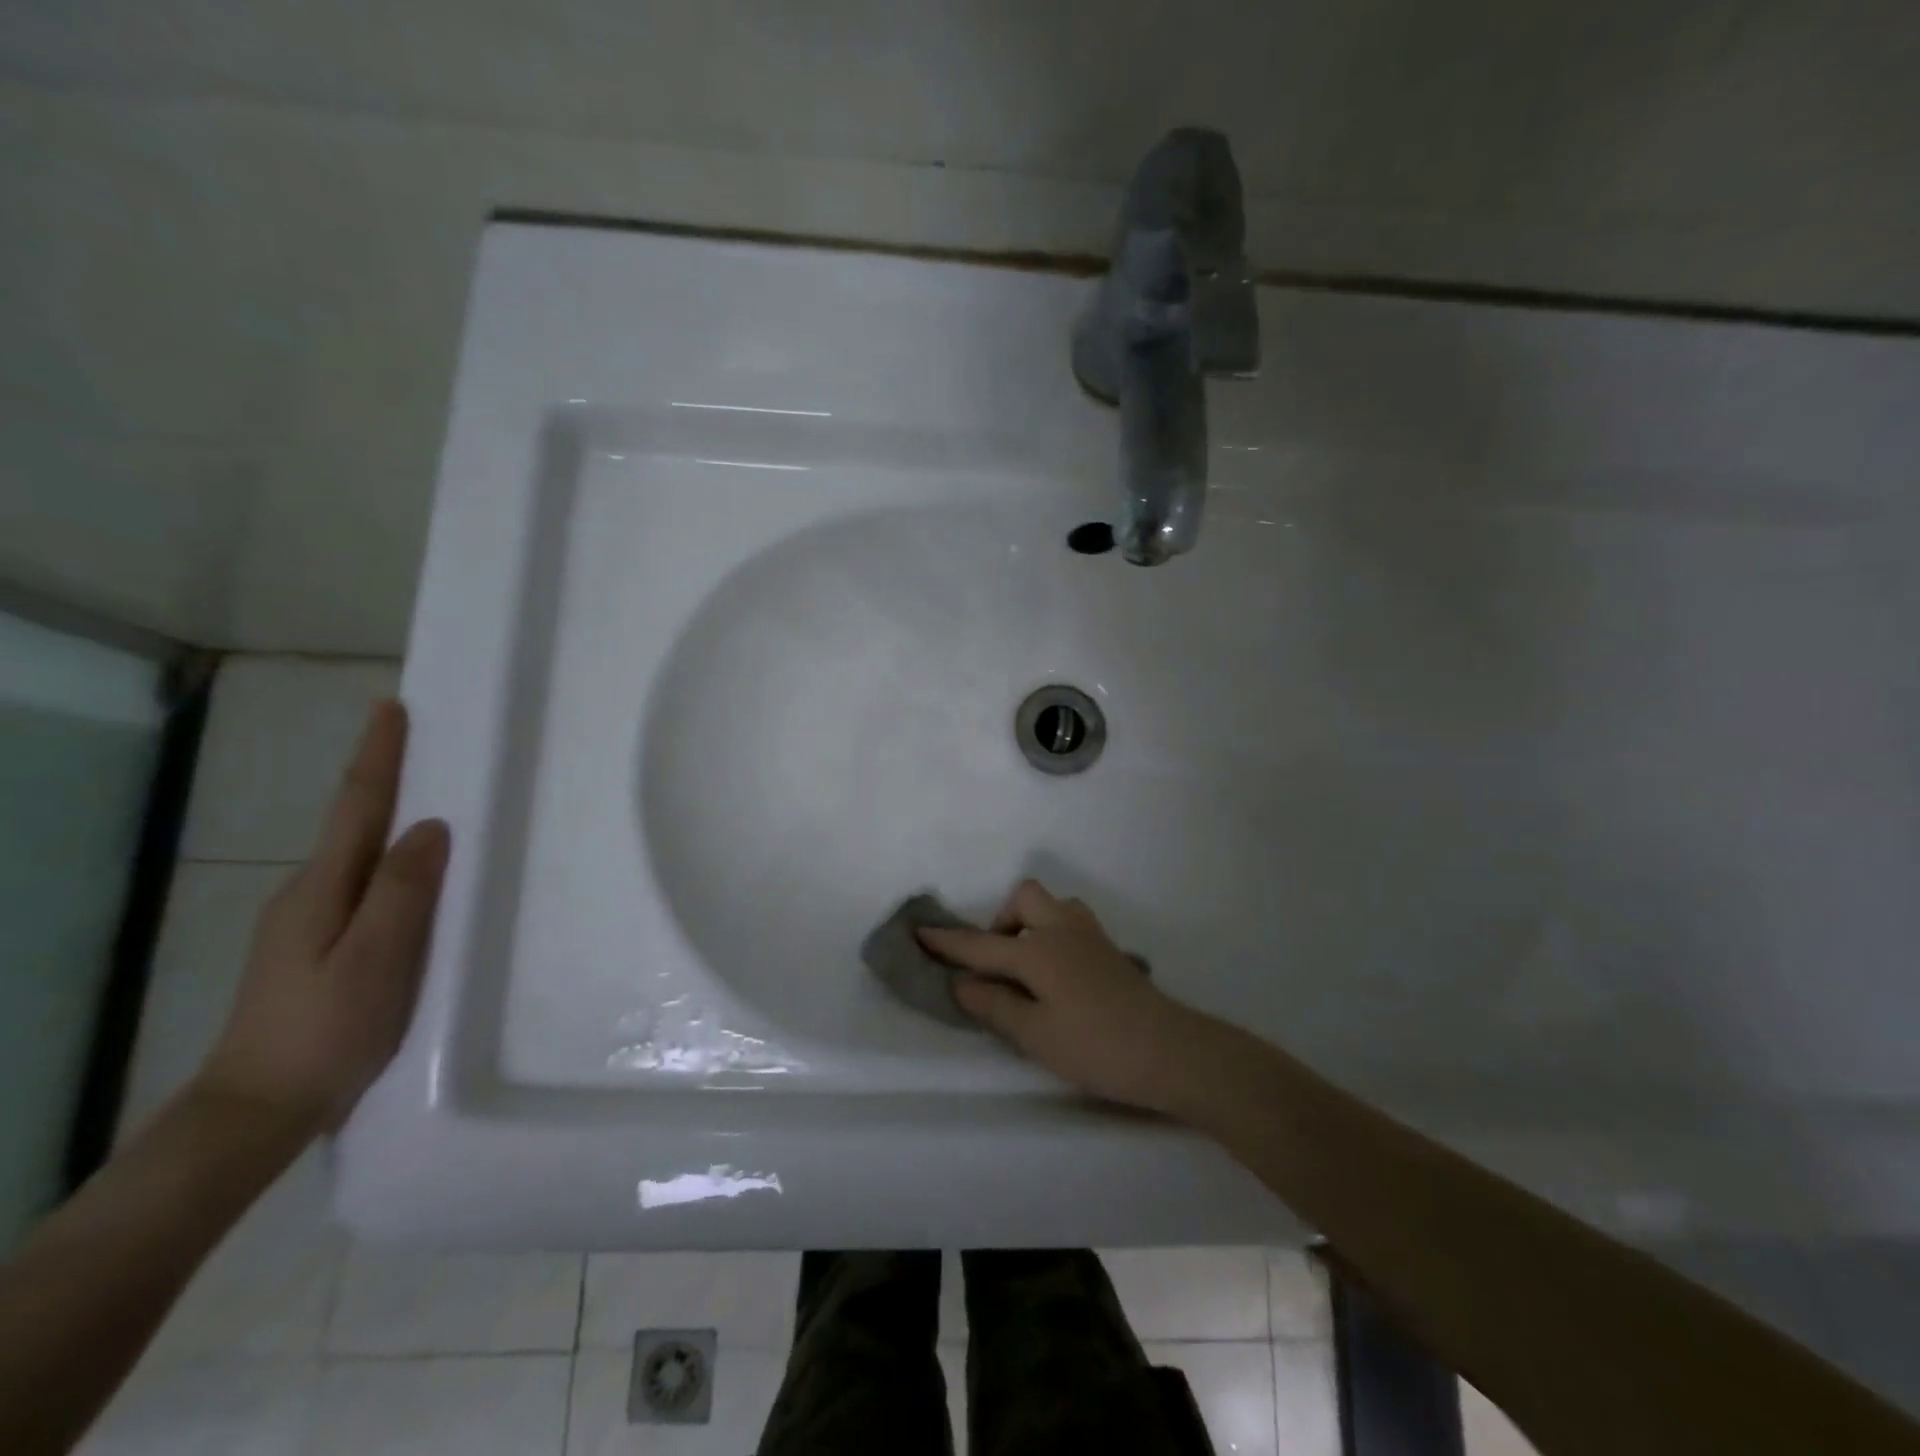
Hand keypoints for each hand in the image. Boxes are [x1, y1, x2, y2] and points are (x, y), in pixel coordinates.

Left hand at [196, 701, 448, 1134]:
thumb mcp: (377, 957)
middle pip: (353, 822)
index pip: (356, 805)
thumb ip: (404, 889)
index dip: (376, 755)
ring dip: (389, 818)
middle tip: (422, 744)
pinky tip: (413, 875)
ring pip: (358, 855)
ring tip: (432, 800)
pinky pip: (362, 886)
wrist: (258, 1110)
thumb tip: (430, 825)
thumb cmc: (329, 1030)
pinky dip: (389, 861)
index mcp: (323, 887)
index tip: (390, 708)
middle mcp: (308, 892)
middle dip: (384, 777)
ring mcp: (305, 923)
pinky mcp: (316, 948)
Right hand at [917, 880, 1216, 1113]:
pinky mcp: (1111, 951)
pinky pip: (1072, 923)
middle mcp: (1063, 930)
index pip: (982, 945)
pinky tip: (1057, 975)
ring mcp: (1092, 937)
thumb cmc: (1096, 1046)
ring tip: (1026, 966)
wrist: (1170, 1051)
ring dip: (1031, 923)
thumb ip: (995, 1005)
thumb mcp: (1035, 1035)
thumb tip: (962, 983)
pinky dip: (1053, 935)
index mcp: (1038, 950)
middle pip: (1025, 899)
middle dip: (1001, 921)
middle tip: (997, 962)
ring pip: (1054, 906)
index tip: (919, 932)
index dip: (948, 942)